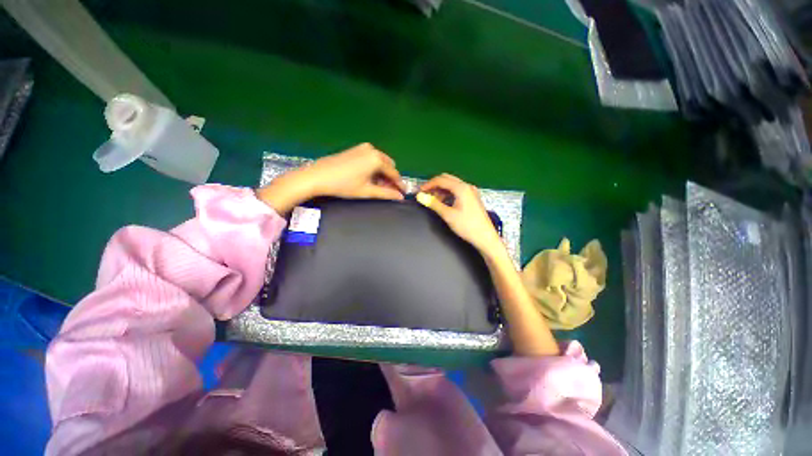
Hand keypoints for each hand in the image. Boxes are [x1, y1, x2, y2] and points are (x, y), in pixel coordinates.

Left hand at [257, 143, 405, 213]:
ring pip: (380, 162)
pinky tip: (369, 178)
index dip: (399, 185)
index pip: (394, 173)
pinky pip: (371, 159)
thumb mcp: (367, 191)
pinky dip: (374, 168)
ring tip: (378, 187)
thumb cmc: (344, 185)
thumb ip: (386, 193)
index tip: (403, 194)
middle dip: (390, 178)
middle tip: (389, 191)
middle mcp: (373, 150)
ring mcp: (363, 148)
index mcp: (377, 159)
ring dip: (382, 174)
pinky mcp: (355, 149)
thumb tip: (400, 197)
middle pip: (388, 166)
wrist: (318, 176)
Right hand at [418, 173, 503, 256]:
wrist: (485, 237)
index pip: (441, 180)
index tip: (419, 192)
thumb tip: (420, 196)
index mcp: (461, 188)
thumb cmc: (467, 226)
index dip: (428, 184)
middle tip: (425, 195)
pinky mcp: (473, 198)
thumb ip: (433, 204)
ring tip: (433, 201)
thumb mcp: (447, 215)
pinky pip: (457, 191)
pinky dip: (448, 194)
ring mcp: (471, 191)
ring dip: (441, 190)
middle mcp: (467, 186)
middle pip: (447, 179)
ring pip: (452, 185)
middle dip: (435, 185)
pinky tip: (444, 203)